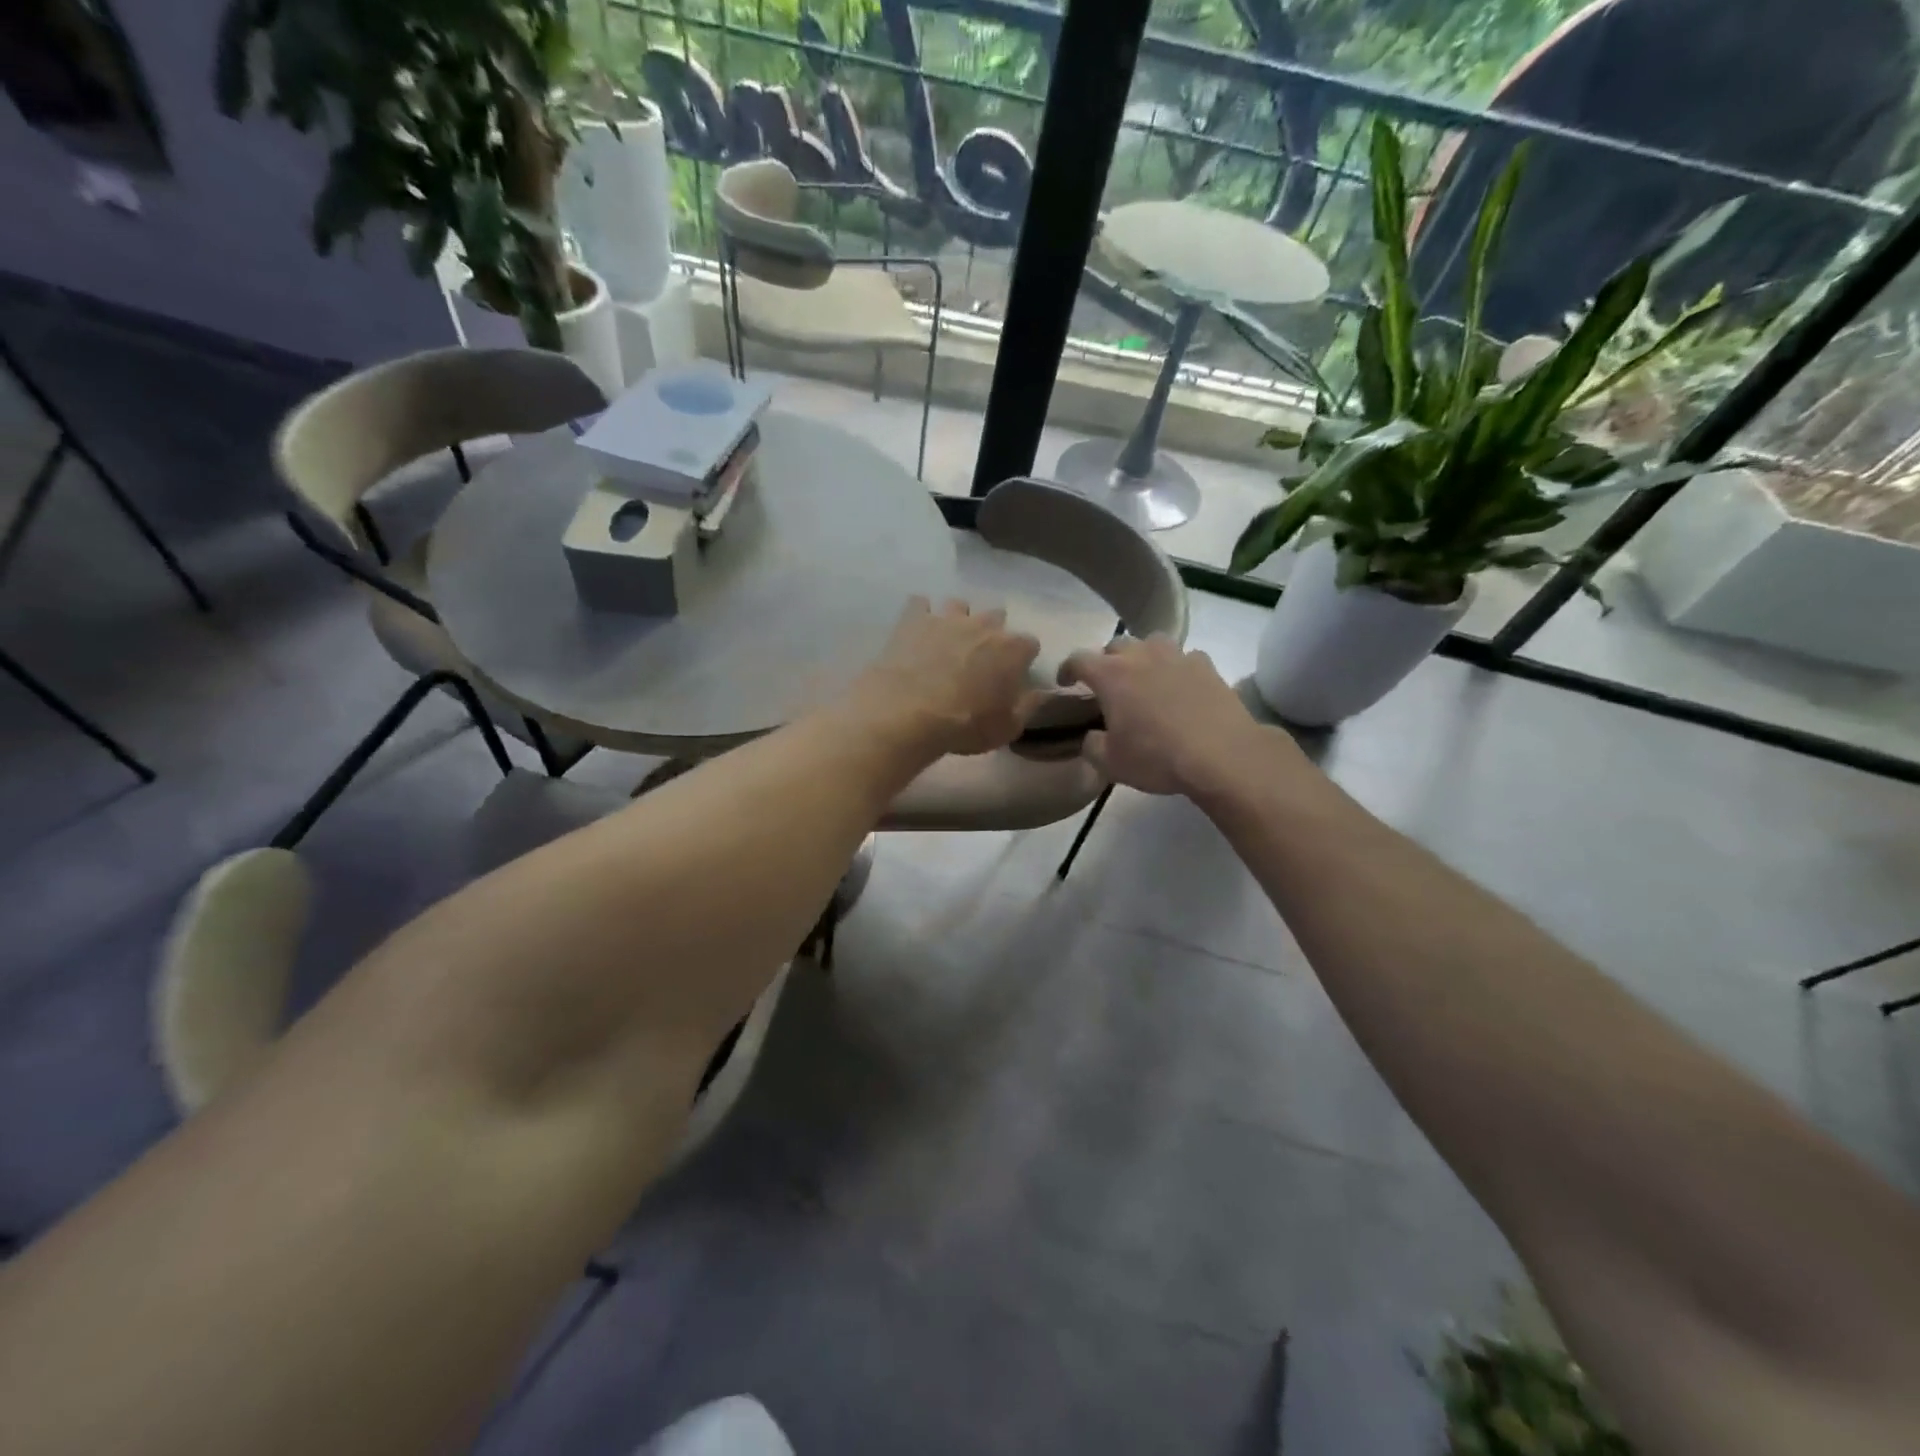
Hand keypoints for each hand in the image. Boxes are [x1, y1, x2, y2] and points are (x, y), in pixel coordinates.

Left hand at [852, 597, 1043, 756]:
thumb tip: (1042, 692)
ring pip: (959, 605)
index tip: (1013, 673)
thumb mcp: (1007, 729)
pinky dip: (920, 614)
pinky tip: (917, 630)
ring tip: (947, 641)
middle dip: (992, 633)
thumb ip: (1028, 706)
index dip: (1022, 658)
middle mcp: (983, 625)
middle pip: (996, 616)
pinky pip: (920, 604)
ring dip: (958, 620)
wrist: (909, 714)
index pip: (1029, 644)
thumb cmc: (965, 725)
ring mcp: (947, 618)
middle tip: (979, 657)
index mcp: (1012, 649)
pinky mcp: (914, 619)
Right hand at [1058, 635, 1283, 799]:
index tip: (1066, 682)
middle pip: (1116, 645)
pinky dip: (1177, 668)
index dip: (1068, 669)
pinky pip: (1185, 658)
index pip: (1078, 659)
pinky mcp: (1207, 666)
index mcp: (1111, 675)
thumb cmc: (1157, 758)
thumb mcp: (1111, 763)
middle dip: (1107, 660)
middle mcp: (1142, 656)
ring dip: (1143, 656)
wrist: (1222, 755)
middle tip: (1108, 683)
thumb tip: (1091, 736)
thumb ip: (1092, 746)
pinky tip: (1181, 687)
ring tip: (1145, 677)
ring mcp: (1177, 656)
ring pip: (1153, 643)